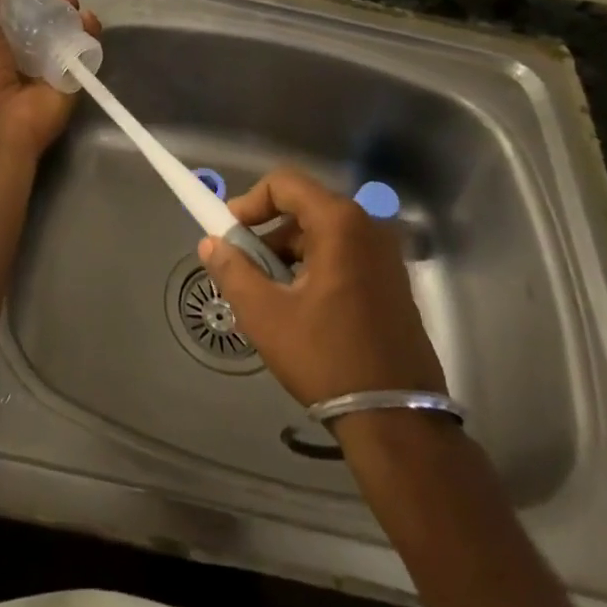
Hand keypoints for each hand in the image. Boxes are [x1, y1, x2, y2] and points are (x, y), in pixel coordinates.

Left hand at [0, 0, 101, 168]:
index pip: (17, 9)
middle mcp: (24, 52)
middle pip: (45, 19)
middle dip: (54, 1)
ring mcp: (50, 66)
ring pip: (68, 32)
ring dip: (73, 14)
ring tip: (71, 3)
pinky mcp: (74, 79)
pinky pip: (86, 51)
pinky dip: (91, 34)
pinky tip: (89, 20)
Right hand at [199, 167, 446, 406]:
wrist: (396, 422)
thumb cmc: (326, 358)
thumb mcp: (266, 315)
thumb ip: (232, 270)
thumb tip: (210, 243)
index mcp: (340, 224)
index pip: (284, 183)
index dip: (250, 201)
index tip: (229, 234)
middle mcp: (368, 228)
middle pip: (303, 208)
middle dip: (267, 233)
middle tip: (244, 268)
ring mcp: (386, 256)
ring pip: (322, 235)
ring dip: (288, 254)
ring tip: (268, 295)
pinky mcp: (392, 282)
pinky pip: (343, 256)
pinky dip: (313, 268)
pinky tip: (299, 308)